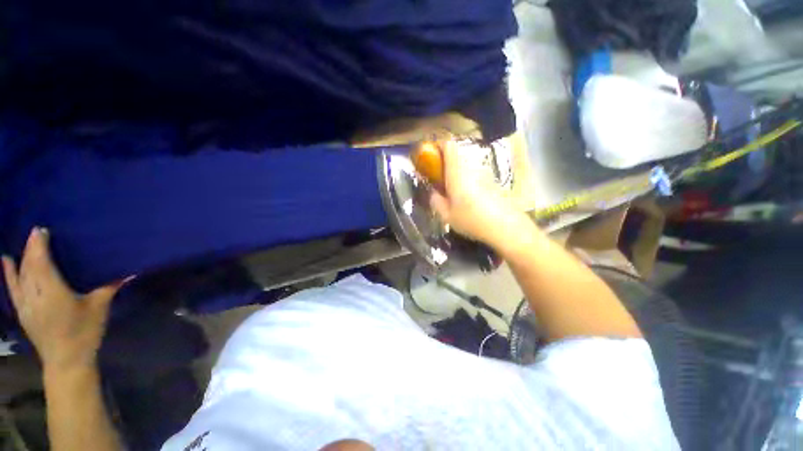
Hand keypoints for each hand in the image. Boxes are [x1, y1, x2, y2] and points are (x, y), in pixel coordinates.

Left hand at [2, 228, 124, 370]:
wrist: (66, 361)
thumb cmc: (85, 332)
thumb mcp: (100, 309)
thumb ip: (110, 288)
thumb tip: (130, 272)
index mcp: (54, 293)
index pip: (42, 264)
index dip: (39, 246)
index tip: (41, 230)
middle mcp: (35, 296)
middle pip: (29, 267)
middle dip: (31, 248)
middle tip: (36, 232)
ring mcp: (26, 304)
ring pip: (20, 275)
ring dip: (22, 257)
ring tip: (25, 243)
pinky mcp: (22, 311)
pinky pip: (13, 287)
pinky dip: (9, 273)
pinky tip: (6, 261)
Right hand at [429, 140, 533, 248]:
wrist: (505, 227)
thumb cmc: (471, 219)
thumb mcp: (446, 215)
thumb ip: (435, 201)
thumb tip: (433, 193)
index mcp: (457, 172)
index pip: (448, 145)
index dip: (438, 146)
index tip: (431, 157)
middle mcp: (471, 168)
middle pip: (457, 155)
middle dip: (445, 164)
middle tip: (440, 181)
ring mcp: (484, 173)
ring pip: (466, 166)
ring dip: (457, 174)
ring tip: (454, 193)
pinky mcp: (492, 181)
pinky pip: (475, 175)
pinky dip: (469, 181)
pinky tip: (470, 199)